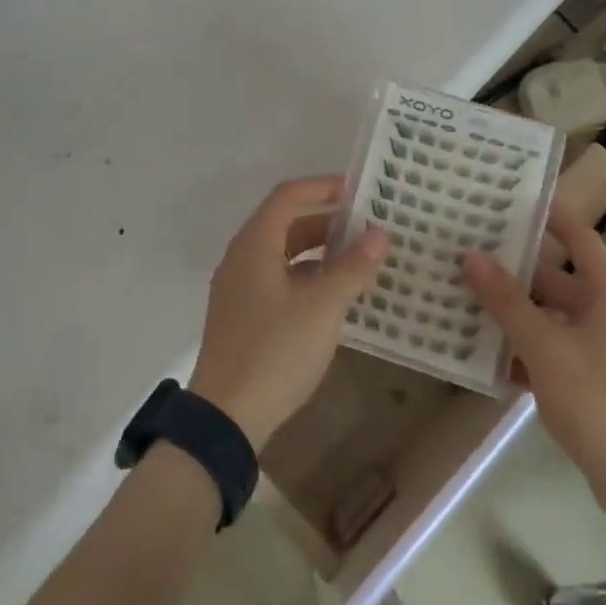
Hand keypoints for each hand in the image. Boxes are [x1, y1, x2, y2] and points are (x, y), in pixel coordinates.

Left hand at [188, 176, 388, 450]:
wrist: (226, 417)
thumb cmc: (275, 351)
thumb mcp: (323, 308)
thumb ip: (352, 268)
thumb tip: (378, 234)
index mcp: (255, 244)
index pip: (288, 196)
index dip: (322, 187)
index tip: (358, 191)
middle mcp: (242, 257)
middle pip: (284, 222)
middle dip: (324, 219)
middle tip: (364, 224)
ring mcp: (238, 288)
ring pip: (281, 252)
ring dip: (317, 249)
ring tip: (356, 256)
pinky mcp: (242, 315)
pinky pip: (277, 278)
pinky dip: (305, 275)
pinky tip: (332, 294)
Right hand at [462, 209, 605, 523]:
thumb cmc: (599, 402)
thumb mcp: (545, 348)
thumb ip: (506, 302)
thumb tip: (471, 257)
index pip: (578, 238)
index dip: (549, 215)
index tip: (510, 198)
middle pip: (556, 280)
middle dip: (514, 271)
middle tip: (468, 255)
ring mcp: (601, 350)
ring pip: (549, 318)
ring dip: (513, 314)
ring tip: (464, 301)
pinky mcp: (592, 382)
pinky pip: (552, 352)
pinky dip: (524, 351)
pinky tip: (486, 358)